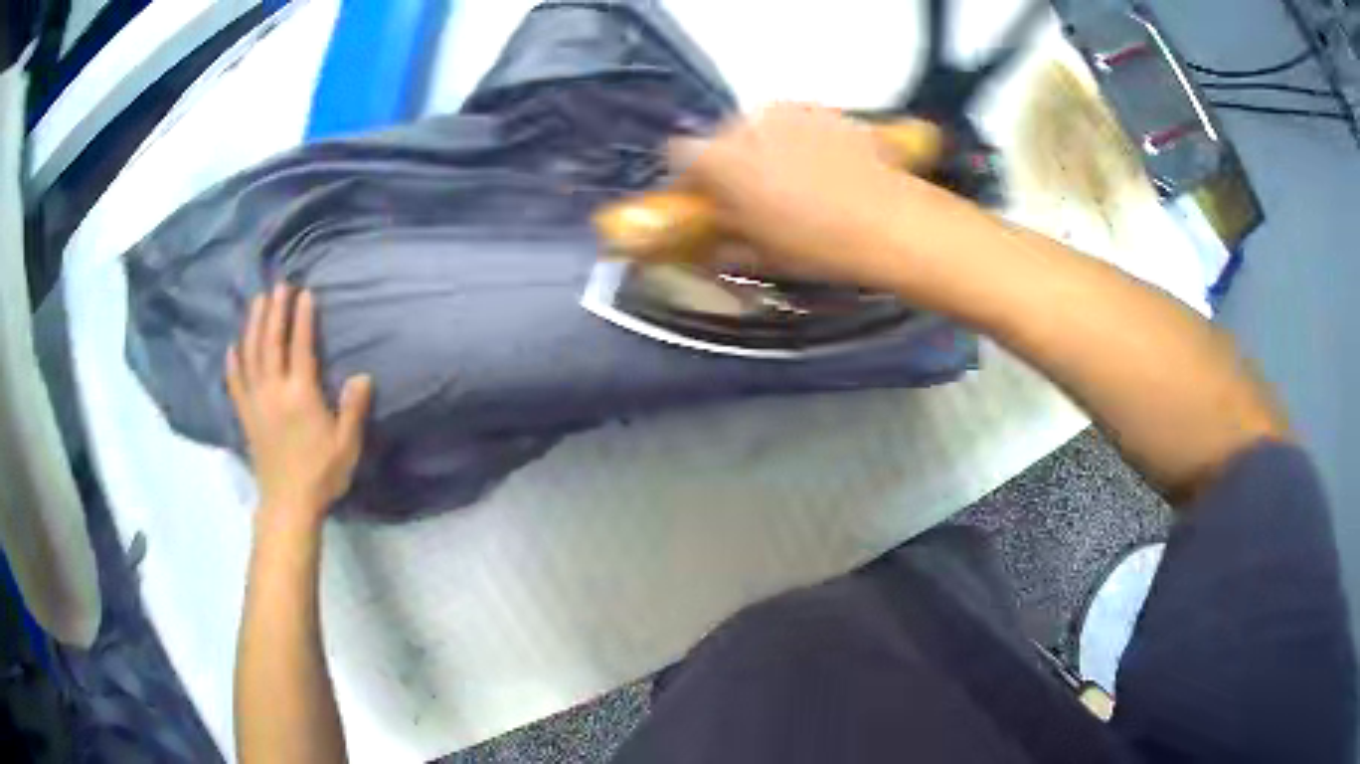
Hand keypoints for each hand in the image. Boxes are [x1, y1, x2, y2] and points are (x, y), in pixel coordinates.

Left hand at [226, 284, 372, 527]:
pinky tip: (232, 347)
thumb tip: (362, 375)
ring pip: (250, 355)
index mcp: (300, 394)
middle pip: (271, 342)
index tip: (305, 293)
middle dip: (275, 311)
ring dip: (253, 325)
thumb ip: (353, 409)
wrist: (288, 505)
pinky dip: (233, 362)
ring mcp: (256, 402)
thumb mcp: (346, 445)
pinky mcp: (246, 416)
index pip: (301, 346)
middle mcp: (274, 390)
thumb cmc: (321, 474)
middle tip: (278, 285)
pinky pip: (235, 383)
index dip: (303, 318)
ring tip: (257, 302)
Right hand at [670, 104, 950, 288]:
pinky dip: (798, 139)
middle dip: (728, 162)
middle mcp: (747, 123)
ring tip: (792, 179)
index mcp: (722, 159)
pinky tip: (823, 166)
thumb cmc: (818, 244)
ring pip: (758, 126)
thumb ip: (722, 238)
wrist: (893, 222)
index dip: (687, 179)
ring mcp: (790, 110)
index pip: (678, 155)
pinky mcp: (826, 109)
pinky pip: (796, 121)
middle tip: (750, 194)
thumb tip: (709, 236)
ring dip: (763, 147)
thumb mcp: (760, 252)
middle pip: (720, 137)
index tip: (701, 199)